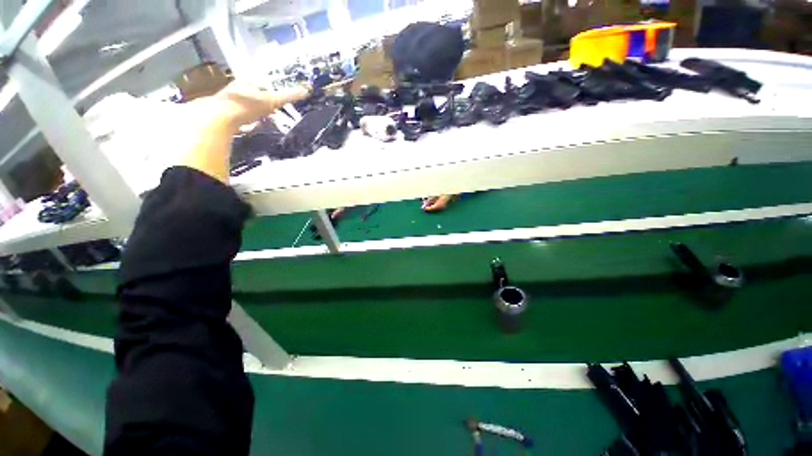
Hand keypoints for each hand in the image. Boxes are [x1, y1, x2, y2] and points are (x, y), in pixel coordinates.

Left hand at [179, 82, 308, 182]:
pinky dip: (243, 123)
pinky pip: (236, 118)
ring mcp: (227, 102)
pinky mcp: (222, 116)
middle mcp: (235, 90)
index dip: (268, 91)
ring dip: (251, 113)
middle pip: (251, 95)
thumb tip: (306, 90)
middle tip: (269, 112)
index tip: (275, 101)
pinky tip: (248, 129)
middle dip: (259, 103)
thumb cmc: (246, 105)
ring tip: (260, 122)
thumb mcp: (271, 100)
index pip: (259, 83)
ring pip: (243, 106)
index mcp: (246, 83)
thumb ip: (288, 95)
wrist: (219, 118)